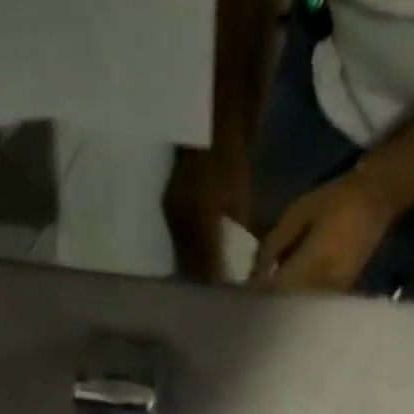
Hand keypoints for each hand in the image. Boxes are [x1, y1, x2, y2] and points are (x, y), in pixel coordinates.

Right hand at [163, 146, 250, 284]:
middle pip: (190, 264)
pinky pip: (176, 241)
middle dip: (204, 277)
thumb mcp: (241, 195)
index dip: (217, 278)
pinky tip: (198, 254)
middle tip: (218, 285)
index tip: (228, 287)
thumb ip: (240, 230)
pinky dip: (187, 252)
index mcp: (201, 216)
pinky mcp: (167, 209)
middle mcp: (181, 219)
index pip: (207, 262)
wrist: (204, 126)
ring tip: (208, 274)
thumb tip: (246, 258)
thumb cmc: (229, 157)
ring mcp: (171, 215)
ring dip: (193, 267)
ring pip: (180, 255)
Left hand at [251, 167, 397, 294]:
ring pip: (302, 307)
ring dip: (285, 305)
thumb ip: (274, 244)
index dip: (259, 293)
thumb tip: (257, 271)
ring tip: (269, 300)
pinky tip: (290, 296)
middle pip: (288, 304)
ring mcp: (335, 291)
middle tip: (253, 300)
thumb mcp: (297, 213)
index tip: (243, 293)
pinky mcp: (343, 291)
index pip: (276, 289)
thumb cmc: (335, 200)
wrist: (378, 197)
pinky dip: (300, 302)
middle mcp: (323, 283)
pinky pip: (315, 304)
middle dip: (270, 303)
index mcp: (310, 264)